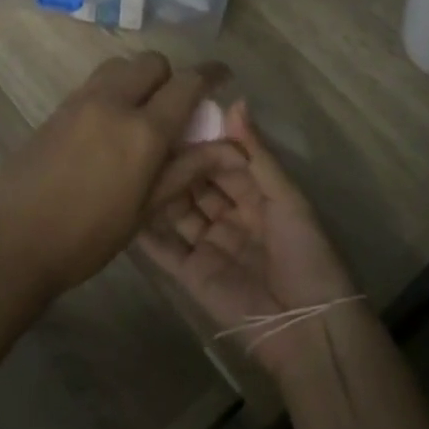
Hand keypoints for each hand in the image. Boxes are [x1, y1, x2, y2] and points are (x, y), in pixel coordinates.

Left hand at [0, 53, 236, 303]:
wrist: (13, 244)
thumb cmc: (87, 238)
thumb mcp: (145, 210)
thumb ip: (187, 169)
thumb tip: (232, 149)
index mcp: (142, 132)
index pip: (187, 83)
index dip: (211, 74)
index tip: (224, 76)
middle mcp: (113, 103)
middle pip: (152, 62)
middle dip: (170, 77)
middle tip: (173, 109)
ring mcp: (80, 101)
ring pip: (120, 65)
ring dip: (139, 79)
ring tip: (139, 114)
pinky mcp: (57, 108)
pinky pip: (95, 82)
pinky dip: (112, 89)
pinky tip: (108, 126)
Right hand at [137, 101, 358, 375]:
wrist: (307, 325)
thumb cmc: (305, 254)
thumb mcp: (287, 198)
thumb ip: (257, 154)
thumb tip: (235, 102)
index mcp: (258, 197)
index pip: (224, 162)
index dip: (204, 143)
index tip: (176, 120)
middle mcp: (230, 217)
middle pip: (197, 185)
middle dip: (178, 165)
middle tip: (144, 138)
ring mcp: (207, 245)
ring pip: (177, 211)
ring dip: (158, 191)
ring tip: (128, 163)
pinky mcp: (189, 273)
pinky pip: (163, 247)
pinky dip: (144, 231)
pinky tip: (122, 206)